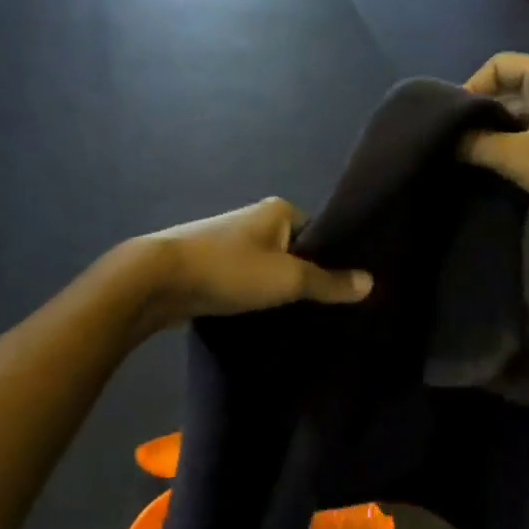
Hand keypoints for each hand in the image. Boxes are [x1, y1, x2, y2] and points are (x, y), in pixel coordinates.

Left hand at [133, 198, 372, 327]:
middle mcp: (254, 219)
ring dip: (277, 288)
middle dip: (306, 276)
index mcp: (278, 210)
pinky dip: (254, 295)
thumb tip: (371, 282)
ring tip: (298, 317)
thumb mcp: (288, 278)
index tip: (345, 288)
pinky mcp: (209, 264)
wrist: (157, 280)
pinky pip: (245, 279)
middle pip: (294, 250)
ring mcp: (229, 241)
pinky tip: (263, 317)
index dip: (334, 258)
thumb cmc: (230, 270)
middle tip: (326, 309)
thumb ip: (330, 282)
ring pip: (268, 267)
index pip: (320, 231)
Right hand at [461, 54, 528, 242]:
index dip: (472, 87)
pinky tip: (492, 167)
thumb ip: (477, 144)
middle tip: (453, 140)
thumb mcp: (518, 157)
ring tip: (467, 155)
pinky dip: (512, 146)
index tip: (452, 119)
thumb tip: (447, 139)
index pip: (499, 64)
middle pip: (509, 87)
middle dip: (481, 112)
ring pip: (520, 114)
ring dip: (495, 132)